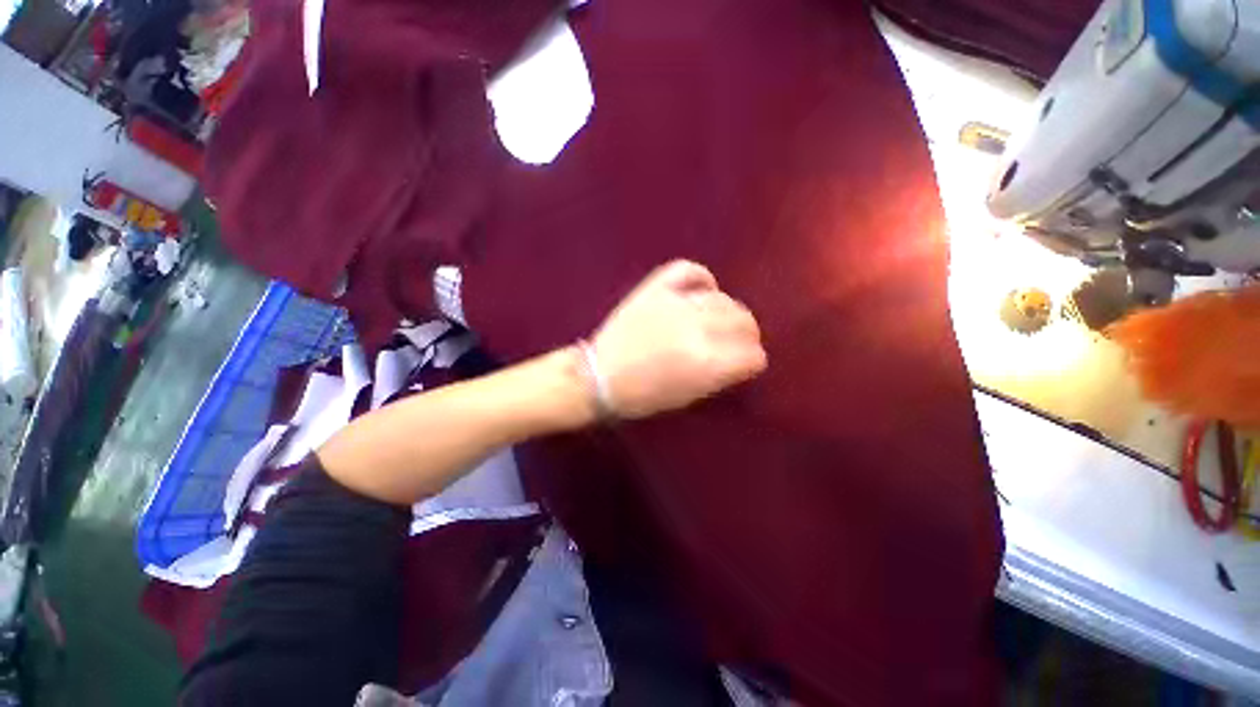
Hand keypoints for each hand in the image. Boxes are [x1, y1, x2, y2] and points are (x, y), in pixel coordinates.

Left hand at [590, 260, 767, 418]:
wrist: (599, 376)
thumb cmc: (643, 396)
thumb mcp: (689, 396)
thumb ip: (721, 375)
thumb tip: (740, 358)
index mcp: (707, 362)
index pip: (753, 356)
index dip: (753, 361)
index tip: (746, 363)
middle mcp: (698, 328)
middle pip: (744, 322)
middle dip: (747, 335)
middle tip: (736, 341)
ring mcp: (676, 303)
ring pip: (722, 298)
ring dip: (728, 311)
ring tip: (718, 320)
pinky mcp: (656, 288)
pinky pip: (688, 270)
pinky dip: (701, 278)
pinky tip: (703, 290)